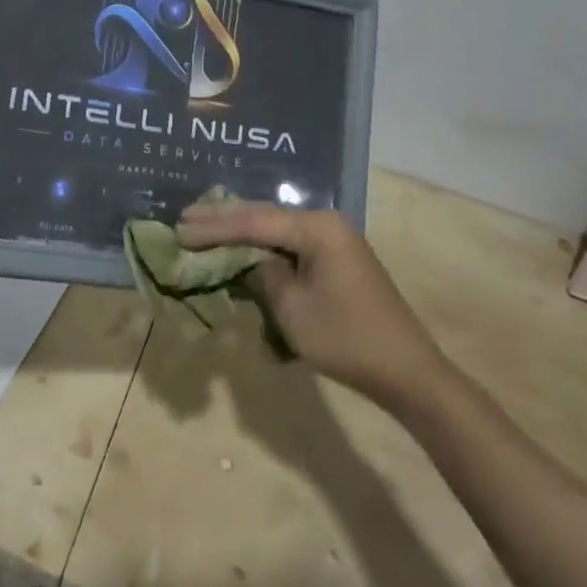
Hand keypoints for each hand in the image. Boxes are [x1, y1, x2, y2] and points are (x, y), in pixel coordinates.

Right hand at [179, 201, 440, 402]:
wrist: (407, 371)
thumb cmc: (347, 339)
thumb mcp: (293, 309)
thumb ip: (265, 275)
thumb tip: (256, 260)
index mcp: (317, 227)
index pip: (254, 222)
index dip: (214, 228)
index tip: (180, 230)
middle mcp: (326, 222)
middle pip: (265, 215)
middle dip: (224, 218)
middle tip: (185, 217)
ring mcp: (335, 238)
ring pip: (277, 226)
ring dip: (242, 228)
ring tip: (203, 223)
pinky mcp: (337, 257)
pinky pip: (291, 242)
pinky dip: (263, 242)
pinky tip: (242, 240)